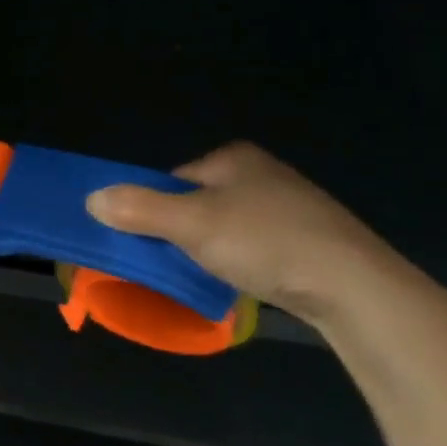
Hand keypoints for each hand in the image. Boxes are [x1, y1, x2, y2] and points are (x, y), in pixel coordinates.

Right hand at [86, 142, 410, 325]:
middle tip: (179, 262)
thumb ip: (138, 208)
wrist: (355, 287)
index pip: (172, 180)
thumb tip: (91, 198)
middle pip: (197, 203)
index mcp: (233, 158)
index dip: (154, 210)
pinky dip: (244, 262)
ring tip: (213, 276)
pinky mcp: (310, 239)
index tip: (151, 241)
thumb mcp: (191, 223)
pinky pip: (256, 246)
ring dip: (213, 250)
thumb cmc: (265, 242)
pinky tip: (248, 280)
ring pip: (227, 227)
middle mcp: (261, 173)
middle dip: (183, 232)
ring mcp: (290, 206)